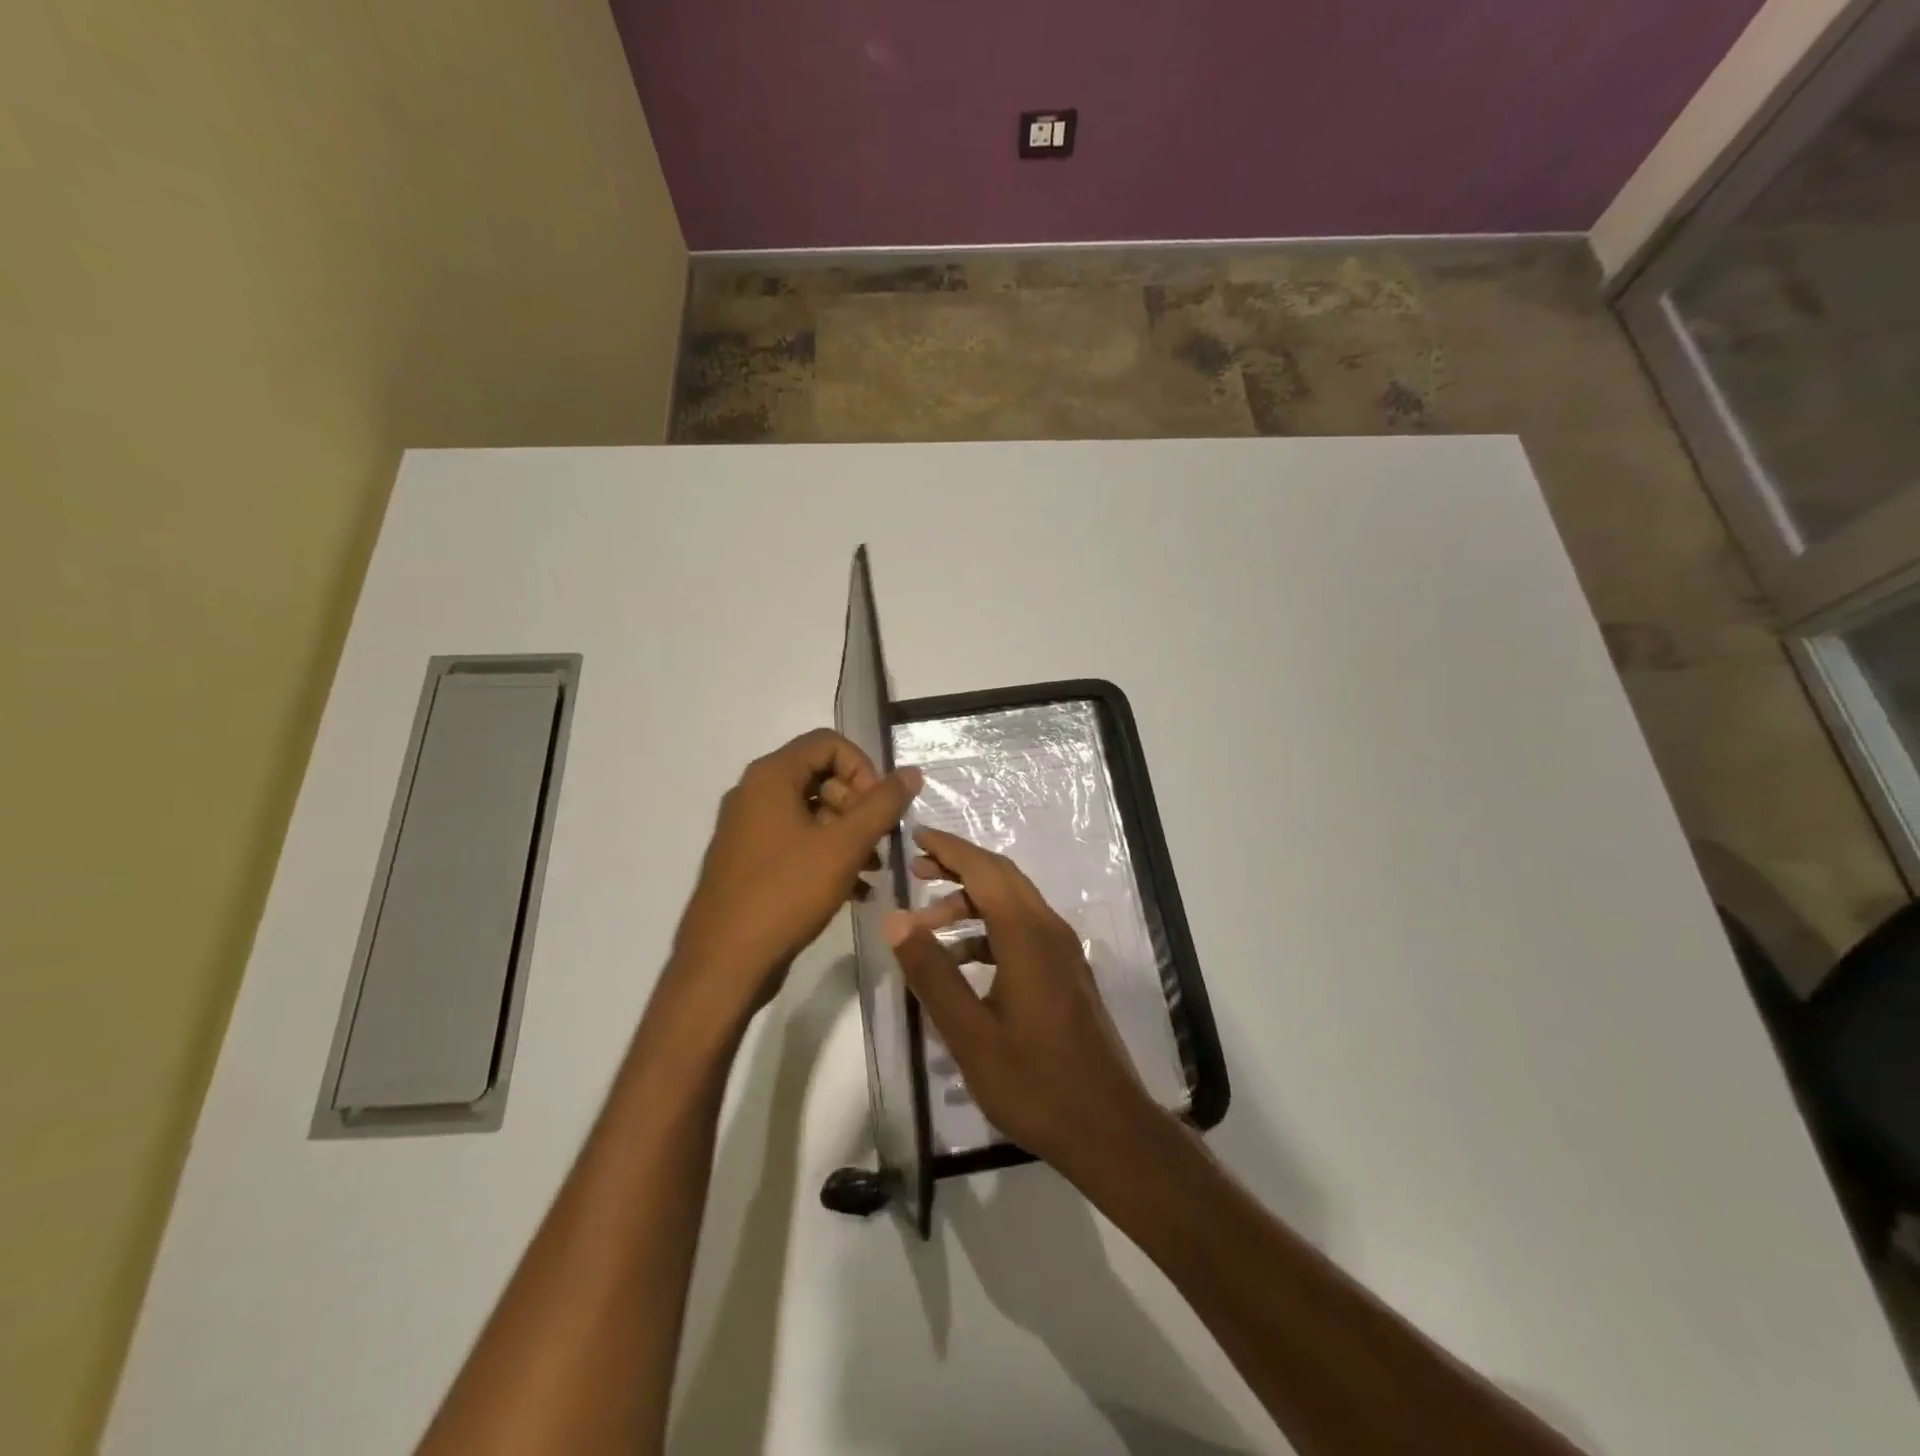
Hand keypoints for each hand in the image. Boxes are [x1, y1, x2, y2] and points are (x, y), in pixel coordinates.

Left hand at [673, 729, 921, 1017]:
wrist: (724, 964)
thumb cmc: (785, 894)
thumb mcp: (844, 846)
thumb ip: (882, 805)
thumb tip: (912, 772)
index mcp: (770, 777)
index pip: (828, 744)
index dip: (864, 768)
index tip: (882, 807)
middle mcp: (754, 794)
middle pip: (821, 777)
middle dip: (859, 805)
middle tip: (881, 841)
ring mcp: (749, 830)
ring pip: (812, 814)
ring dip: (849, 835)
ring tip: (875, 869)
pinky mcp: (750, 863)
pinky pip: (797, 843)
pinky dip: (828, 856)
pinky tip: (856, 890)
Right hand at [884, 826, 1164, 1179]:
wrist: (1108, 1128)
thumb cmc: (1034, 1082)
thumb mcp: (969, 1033)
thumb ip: (932, 972)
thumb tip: (895, 919)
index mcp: (1027, 935)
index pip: (984, 870)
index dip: (949, 849)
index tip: (915, 837)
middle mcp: (1050, 930)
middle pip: (1001, 878)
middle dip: (958, 867)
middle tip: (915, 871)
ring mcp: (1064, 952)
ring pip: (1013, 905)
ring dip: (971, 904)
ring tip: (927, 925)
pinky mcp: (1067, 973)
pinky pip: (1024, 931)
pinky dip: (989, 931)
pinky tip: (963, 963)